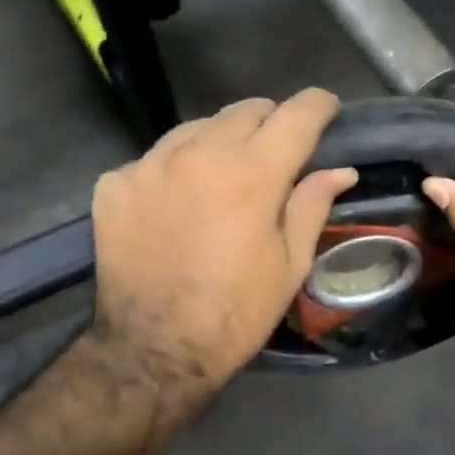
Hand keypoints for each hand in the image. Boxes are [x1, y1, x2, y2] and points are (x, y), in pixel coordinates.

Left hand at [90, 89, 357, 390]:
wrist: (155, 350)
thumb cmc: (236, 313)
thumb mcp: (289, 265)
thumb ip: (312, 205)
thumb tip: (339, 170)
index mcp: (253, 173)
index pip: (297, 114)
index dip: (319, 105)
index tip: (326, 110)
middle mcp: (199, 153)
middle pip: (244, 110)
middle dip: (269, 123)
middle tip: (275, 152)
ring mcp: (150, 164)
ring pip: (196, 128)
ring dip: (218, 143)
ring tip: (222, 177)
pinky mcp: (115, 184)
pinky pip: (154, 159)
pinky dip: (174, 171)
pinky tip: (176, 205)